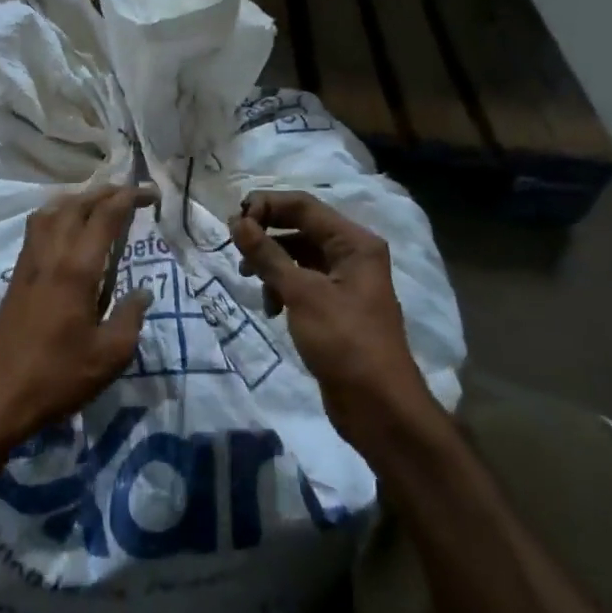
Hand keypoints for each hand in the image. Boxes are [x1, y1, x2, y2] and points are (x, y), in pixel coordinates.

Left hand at [0, 185, 158, 451]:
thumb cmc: (58, 377)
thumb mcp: (110, 355)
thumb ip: (131, 317)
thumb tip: (141, 292)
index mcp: (76, 269)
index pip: (105, 216)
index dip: (129, 198)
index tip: (152, 194)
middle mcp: (50, 255)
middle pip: (76, 204)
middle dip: (105, 192)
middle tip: (130, 194)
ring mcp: (28, 263)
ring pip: (50, 211)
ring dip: (77, 199)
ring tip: (99, 204)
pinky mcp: (16, 277)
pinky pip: (36, 228)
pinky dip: (56, 214)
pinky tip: (66, 230)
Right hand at [230, 191, 443, 453]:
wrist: (378, 406)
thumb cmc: (344, 341)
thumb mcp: (302, 293)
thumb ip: (267, 255)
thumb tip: (237, 221)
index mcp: (354, 243)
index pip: (304, 206)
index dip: (267, 206)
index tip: (233, 222)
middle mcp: (353, 255)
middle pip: (301, 228)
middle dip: (267, 236)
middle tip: (236, 250)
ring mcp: (345, 282)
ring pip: (299, 256)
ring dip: (272, 264)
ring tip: (250, 280)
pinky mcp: (335, 308)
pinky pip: (303, 283)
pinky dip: (282, 289)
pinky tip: (271, 309)